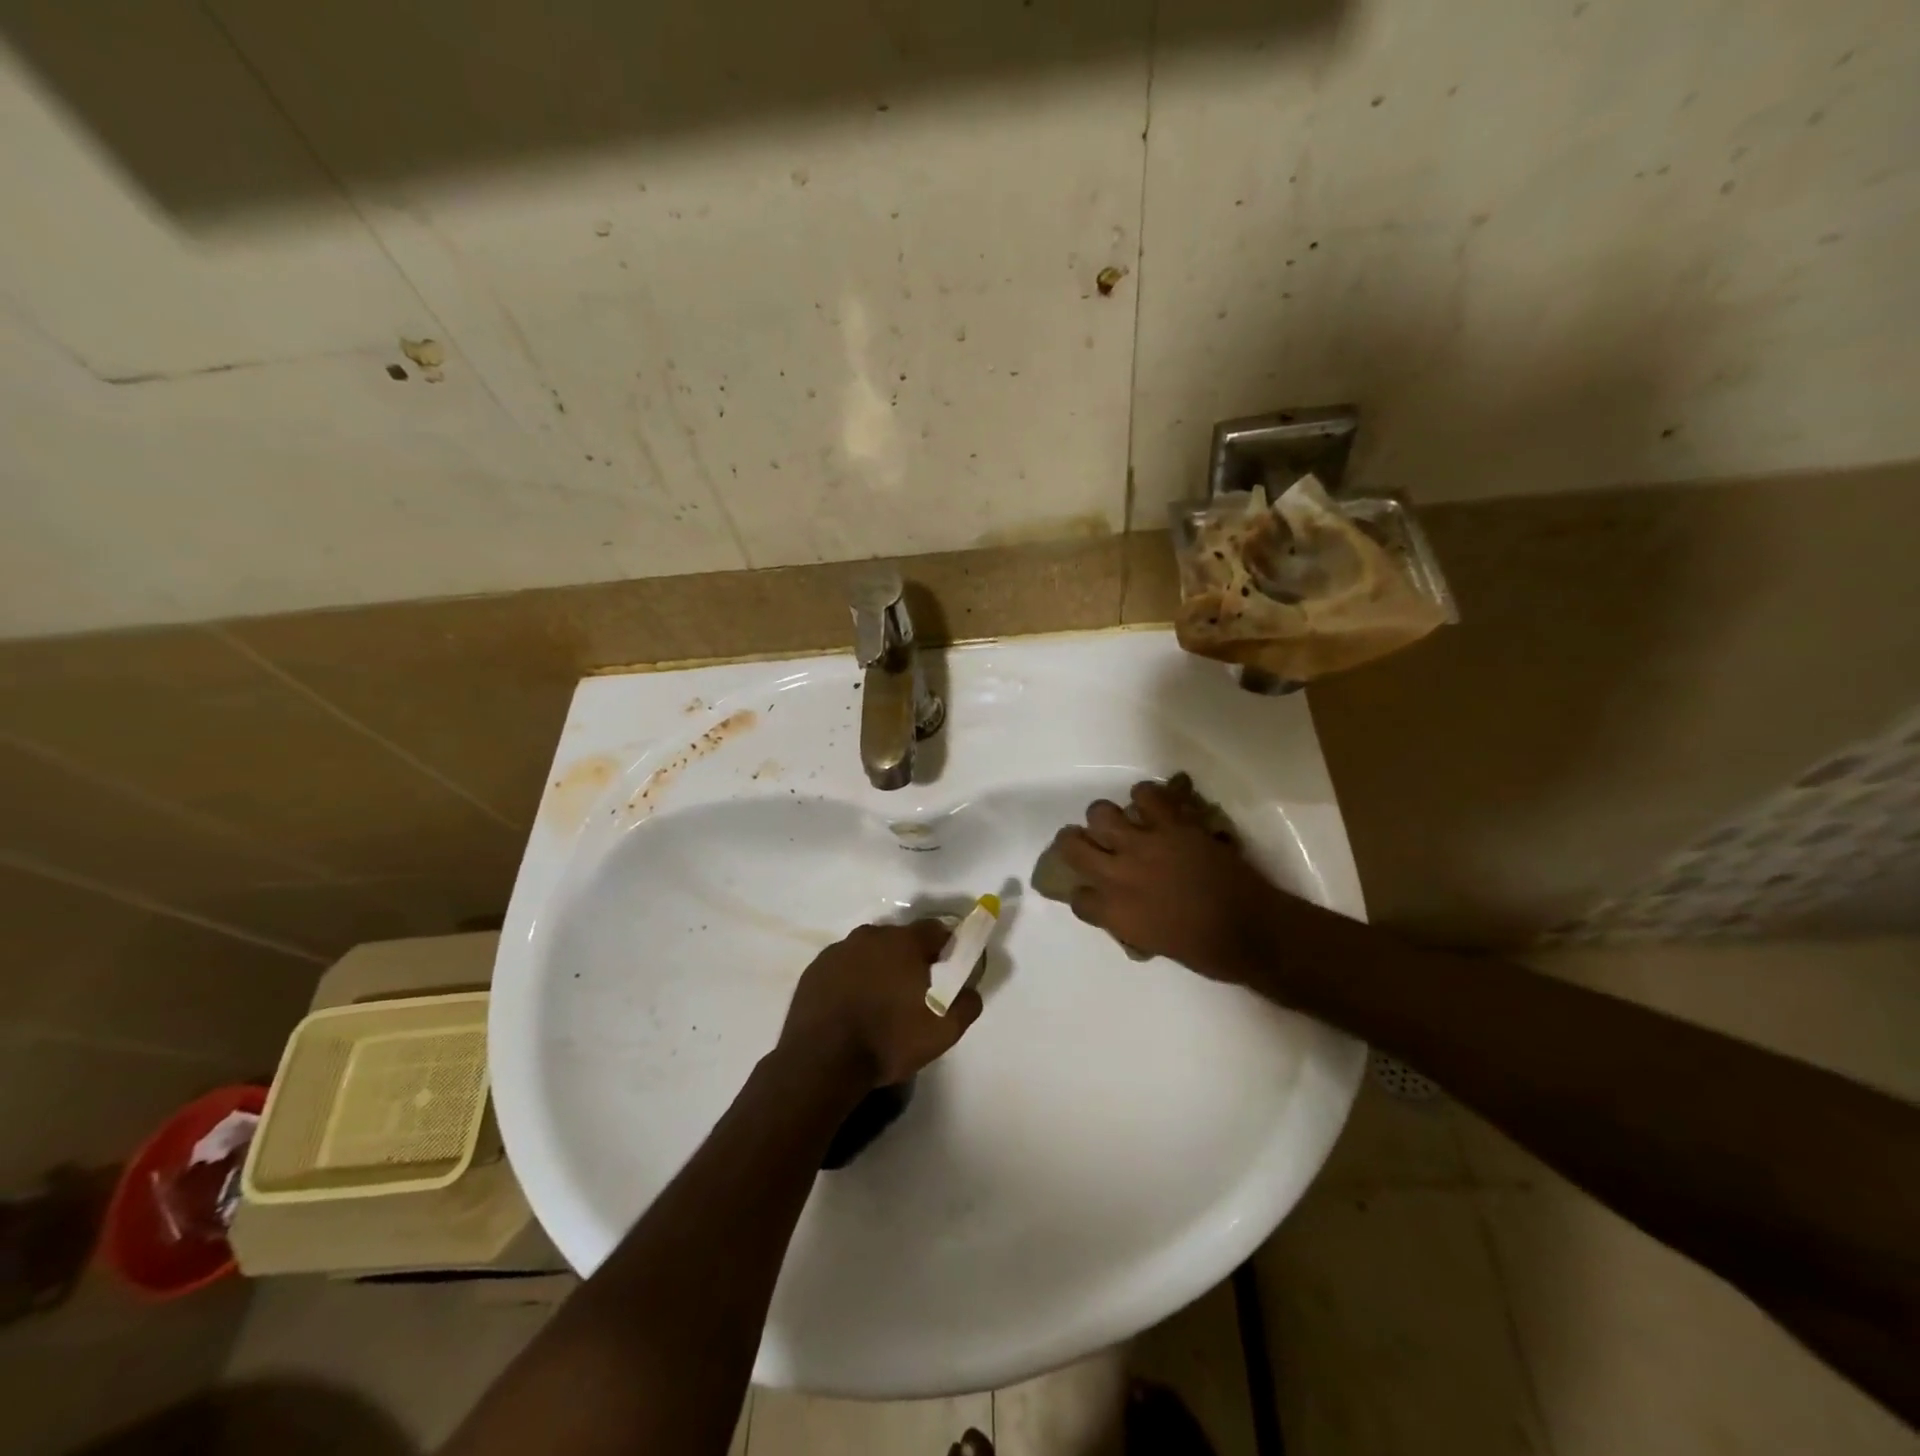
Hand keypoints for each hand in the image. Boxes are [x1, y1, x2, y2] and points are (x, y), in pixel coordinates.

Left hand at [778, 920, 981, 1088]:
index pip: (936, 930)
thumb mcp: (943, 1032)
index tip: (947, 972)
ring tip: (879, 1004)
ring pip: (869, 952)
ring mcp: (838, 950)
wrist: (821, 1063)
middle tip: (913, 992)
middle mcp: (871, 935)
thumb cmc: (888, 1041)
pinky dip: (852, 980)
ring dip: (878, 968)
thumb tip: (969, 989)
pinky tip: (852, 1008)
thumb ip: (966, 1004)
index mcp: (904, 942)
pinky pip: (844, 967)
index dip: (946, 948)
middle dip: (910, 959)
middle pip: (900, 939)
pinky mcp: (815, 969)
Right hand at [1046, 776, 1284, 981]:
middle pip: (1071, 845)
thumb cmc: (1206, 951)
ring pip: (1101, 813)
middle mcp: (1117, 874)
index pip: (1076, 897)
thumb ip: (1128, 919)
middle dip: (1073, 843)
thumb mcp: (1152, 943)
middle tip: (1087, 843)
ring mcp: (1144, 845)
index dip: (1083, 893)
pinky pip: (1147, 794)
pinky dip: (1146, 796)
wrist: (1252, 931)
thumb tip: (1123, 906)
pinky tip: (1152, 806)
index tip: (1094, 893)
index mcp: (1113, 912)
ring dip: (1106, 818)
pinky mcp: (1173, 824)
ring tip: (1121, 823)